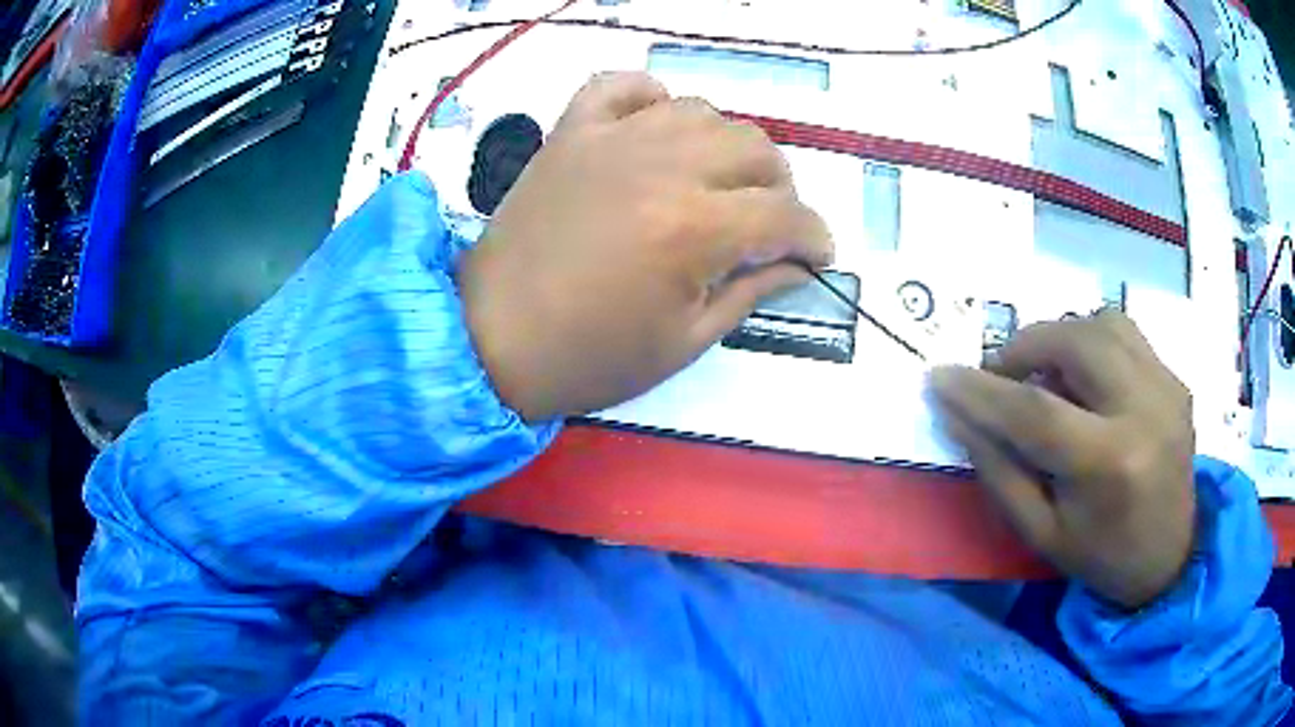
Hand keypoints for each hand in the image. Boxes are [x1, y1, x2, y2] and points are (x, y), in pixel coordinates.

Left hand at [459, 72, 832, 421]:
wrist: (492, 339)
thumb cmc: (589, 356)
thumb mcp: (685, 342)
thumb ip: (751, 293)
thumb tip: (798, 267)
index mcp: (694, 229)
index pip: (786, 215)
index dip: (815, 237)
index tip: (817, 255)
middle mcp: (661, 167)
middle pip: (755, 149)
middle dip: (780, 189)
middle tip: (767, 224)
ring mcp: (612, 141)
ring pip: (702, 111)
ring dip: (726, 145)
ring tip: (716, 181)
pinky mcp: (571, 132)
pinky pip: (621, 85)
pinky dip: (650, 97)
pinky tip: (657, 127)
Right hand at [929, 310, 1195, 608]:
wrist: (1171, 557)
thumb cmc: (1101, 557)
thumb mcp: (1040, 532)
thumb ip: (998, 471)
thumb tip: (956, 414)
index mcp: (1108, 465)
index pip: (1034, 411)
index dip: (981, 391)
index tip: (940, 377)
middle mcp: (1144, 410)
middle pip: (1074, 342)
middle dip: (1023, 347)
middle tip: (1000, 374)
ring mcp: (1166, 387)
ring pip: (1102, 323)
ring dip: (1060, 337)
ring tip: (1045, 373)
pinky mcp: (1175, 378)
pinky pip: (1125, 333)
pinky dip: (1092, 341)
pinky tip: (1085, 375)